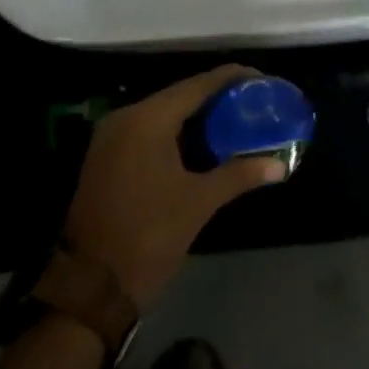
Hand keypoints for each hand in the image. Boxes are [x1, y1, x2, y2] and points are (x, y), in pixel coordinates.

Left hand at [63, 65, 284, 307]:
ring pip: (163, 112)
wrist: (90, 290)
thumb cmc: (148, 237)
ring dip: (196, 115)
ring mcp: (111, 136)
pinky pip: (148, 129)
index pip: (198, 85)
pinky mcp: (106, 156)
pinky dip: (175, 131)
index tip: (261, 79)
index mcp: (148, 119)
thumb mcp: (198, 204)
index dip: (232, 78)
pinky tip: (201, 142)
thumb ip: (239, 175)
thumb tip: (279, 165)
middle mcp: (126, 117)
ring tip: (233, 118)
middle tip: (251, 101)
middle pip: (180, 94)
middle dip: (216, 97)